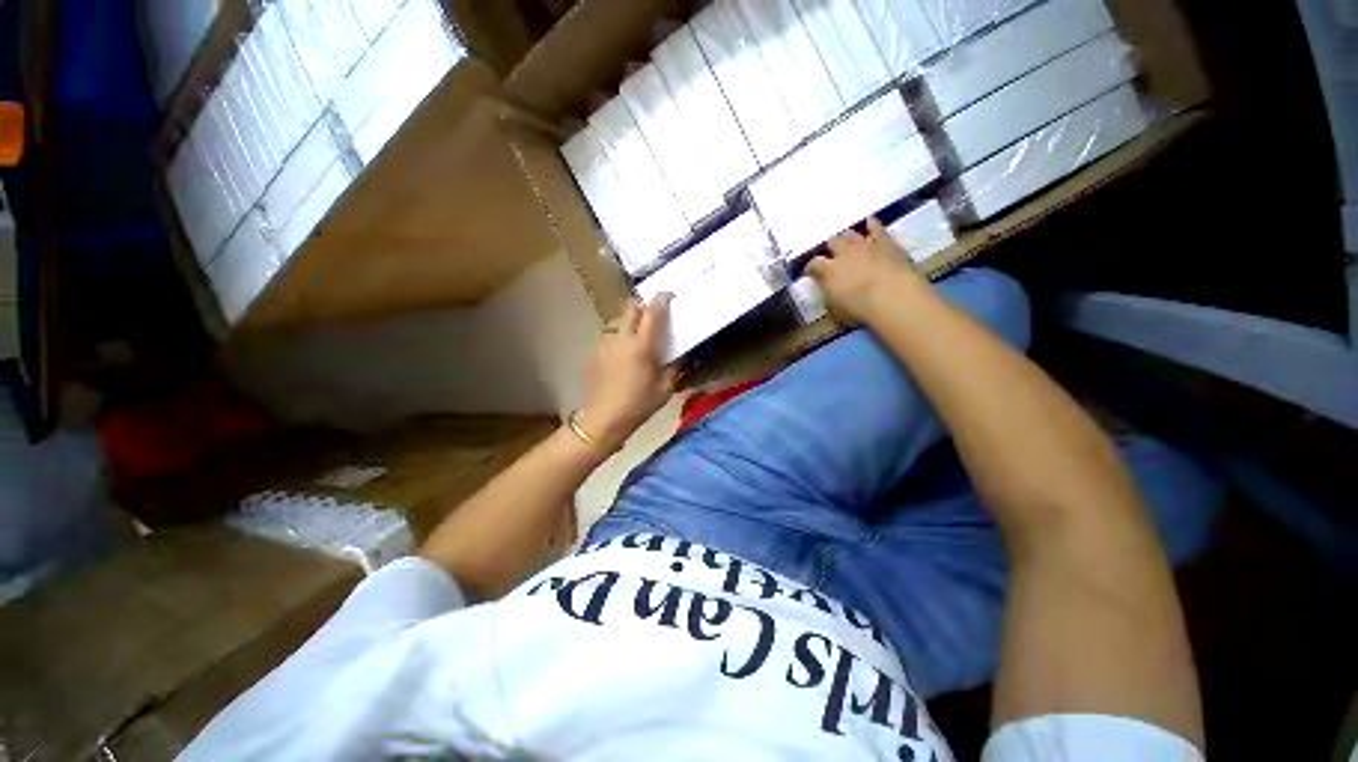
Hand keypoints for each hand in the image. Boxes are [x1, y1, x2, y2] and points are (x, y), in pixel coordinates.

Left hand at [578, 294, 679, 448]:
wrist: (603, 420)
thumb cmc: (638, 405)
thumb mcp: (665, 388)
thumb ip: (675, 368)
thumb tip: (682, 355)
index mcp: (641, 346)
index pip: (652, 312)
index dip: (661, 299)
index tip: (668, 295)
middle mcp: (621, 339)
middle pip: (630, 308)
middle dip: (642, 305)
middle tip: (652, 314)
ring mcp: (604, 344)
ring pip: (617, 321)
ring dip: (629, 322)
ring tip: (636, 335)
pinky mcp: (594, 353)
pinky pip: (608, 336)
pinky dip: (618, 337)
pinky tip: (622, 354)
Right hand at [806, 217, 924, 323]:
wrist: (892, 296)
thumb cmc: (860, 308)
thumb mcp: (835, 309)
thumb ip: (827, 295)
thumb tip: (823, 288)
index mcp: (828, 270)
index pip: (814, 264)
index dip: (810, 267)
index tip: (809, 272)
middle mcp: (843, 253)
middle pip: (833, 243)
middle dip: (830, 247)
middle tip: (831, 254)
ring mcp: (865, 245)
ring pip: (851, 235)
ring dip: (847, 237)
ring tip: (845, 240)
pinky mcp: (885, 242)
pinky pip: (877, 229)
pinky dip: (872, 224)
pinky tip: (870, 221)